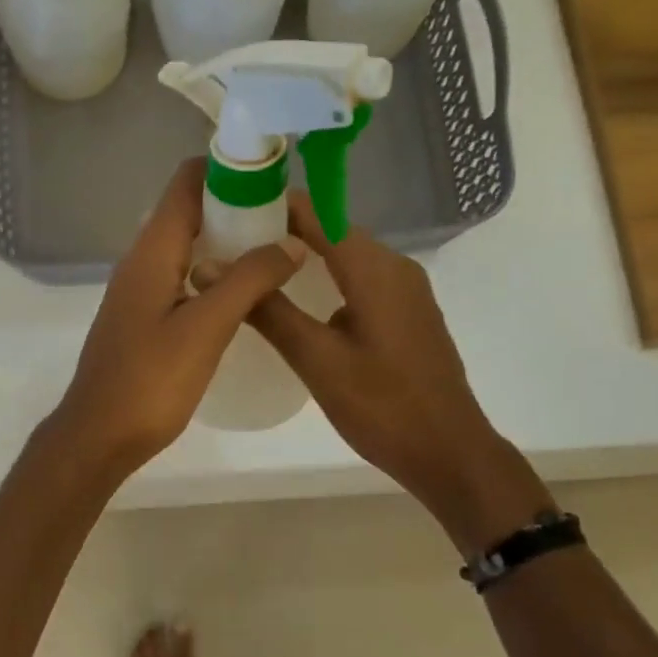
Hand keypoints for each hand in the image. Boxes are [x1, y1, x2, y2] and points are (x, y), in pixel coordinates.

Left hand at [49, 159, 307, 480]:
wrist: (99, 435)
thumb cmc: (149, 382)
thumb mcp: (205, 328)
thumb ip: (248, 281)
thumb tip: (290, 241)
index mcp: (151, 252)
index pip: (186, 182)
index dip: (229, 169)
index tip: (276, 176)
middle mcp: (141, 261)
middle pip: (190, 211)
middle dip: (237, 205)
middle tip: (288, 218)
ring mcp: (140, 290)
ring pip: (188, 246)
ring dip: (228, 240)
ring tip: (277, 249)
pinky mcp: (144, 317)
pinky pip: (183, 276)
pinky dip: (215, 272)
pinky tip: (245, 292)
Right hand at [239, 194, 552, 551]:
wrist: (448, 452)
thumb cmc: (382, 406)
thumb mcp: (316, 359)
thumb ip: (267, 310)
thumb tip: (210, 267)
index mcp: (375, 269)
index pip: (318, 212)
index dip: (273, 204)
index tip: (228, 208)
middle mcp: (395, 267)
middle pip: (332, 229)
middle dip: (282, 230)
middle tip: (229, 244)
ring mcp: (405, 290)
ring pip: (346, 255)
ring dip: (303, 255)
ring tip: (253, 268)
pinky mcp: (406, 313)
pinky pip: (359, 279)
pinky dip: (325, 278)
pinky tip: (296, 300)